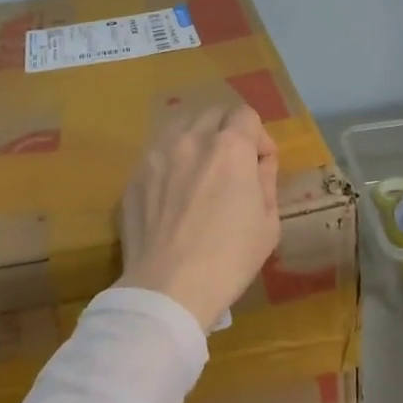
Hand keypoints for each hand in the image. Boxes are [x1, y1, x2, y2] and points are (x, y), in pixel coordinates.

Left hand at [118, 105, 281, 330]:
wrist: (168, 288)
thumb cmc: (229, 259)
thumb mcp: (267, 224)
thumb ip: (266, 181)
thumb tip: (260, 163)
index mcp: (230, 148)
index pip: (246, 115)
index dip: (259, 137)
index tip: (261, 164)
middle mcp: (191, 140)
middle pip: (213, 113)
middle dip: (228, 131)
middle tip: (232, 164)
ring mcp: (157, 155)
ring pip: (180, 126)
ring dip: (196, 139)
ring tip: (200, 170)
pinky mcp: (134, 175)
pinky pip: (157, 152)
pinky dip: (171, 160)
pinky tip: (173, 191)